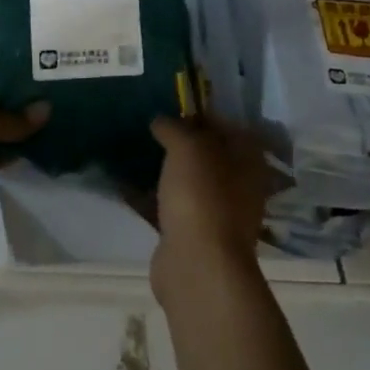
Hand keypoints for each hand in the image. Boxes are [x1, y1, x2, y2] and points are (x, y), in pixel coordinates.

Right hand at [149, 114, 272, 300]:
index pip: (229, 127)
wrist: (198, 264)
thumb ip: (174, 128)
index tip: (172, 105)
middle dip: (179, 141)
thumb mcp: (188, 148)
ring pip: (186, 181)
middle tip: (149, 126)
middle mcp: (237, 186)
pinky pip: (166, 206)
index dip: (202, 114)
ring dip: (163, 169)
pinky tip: (122, 182)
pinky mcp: (190, 234)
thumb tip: (161, 120)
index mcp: (248, 161)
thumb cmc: (202, 196)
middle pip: (207, 155)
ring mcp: (214, 212)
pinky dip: (147, 196)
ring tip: (132, 149)